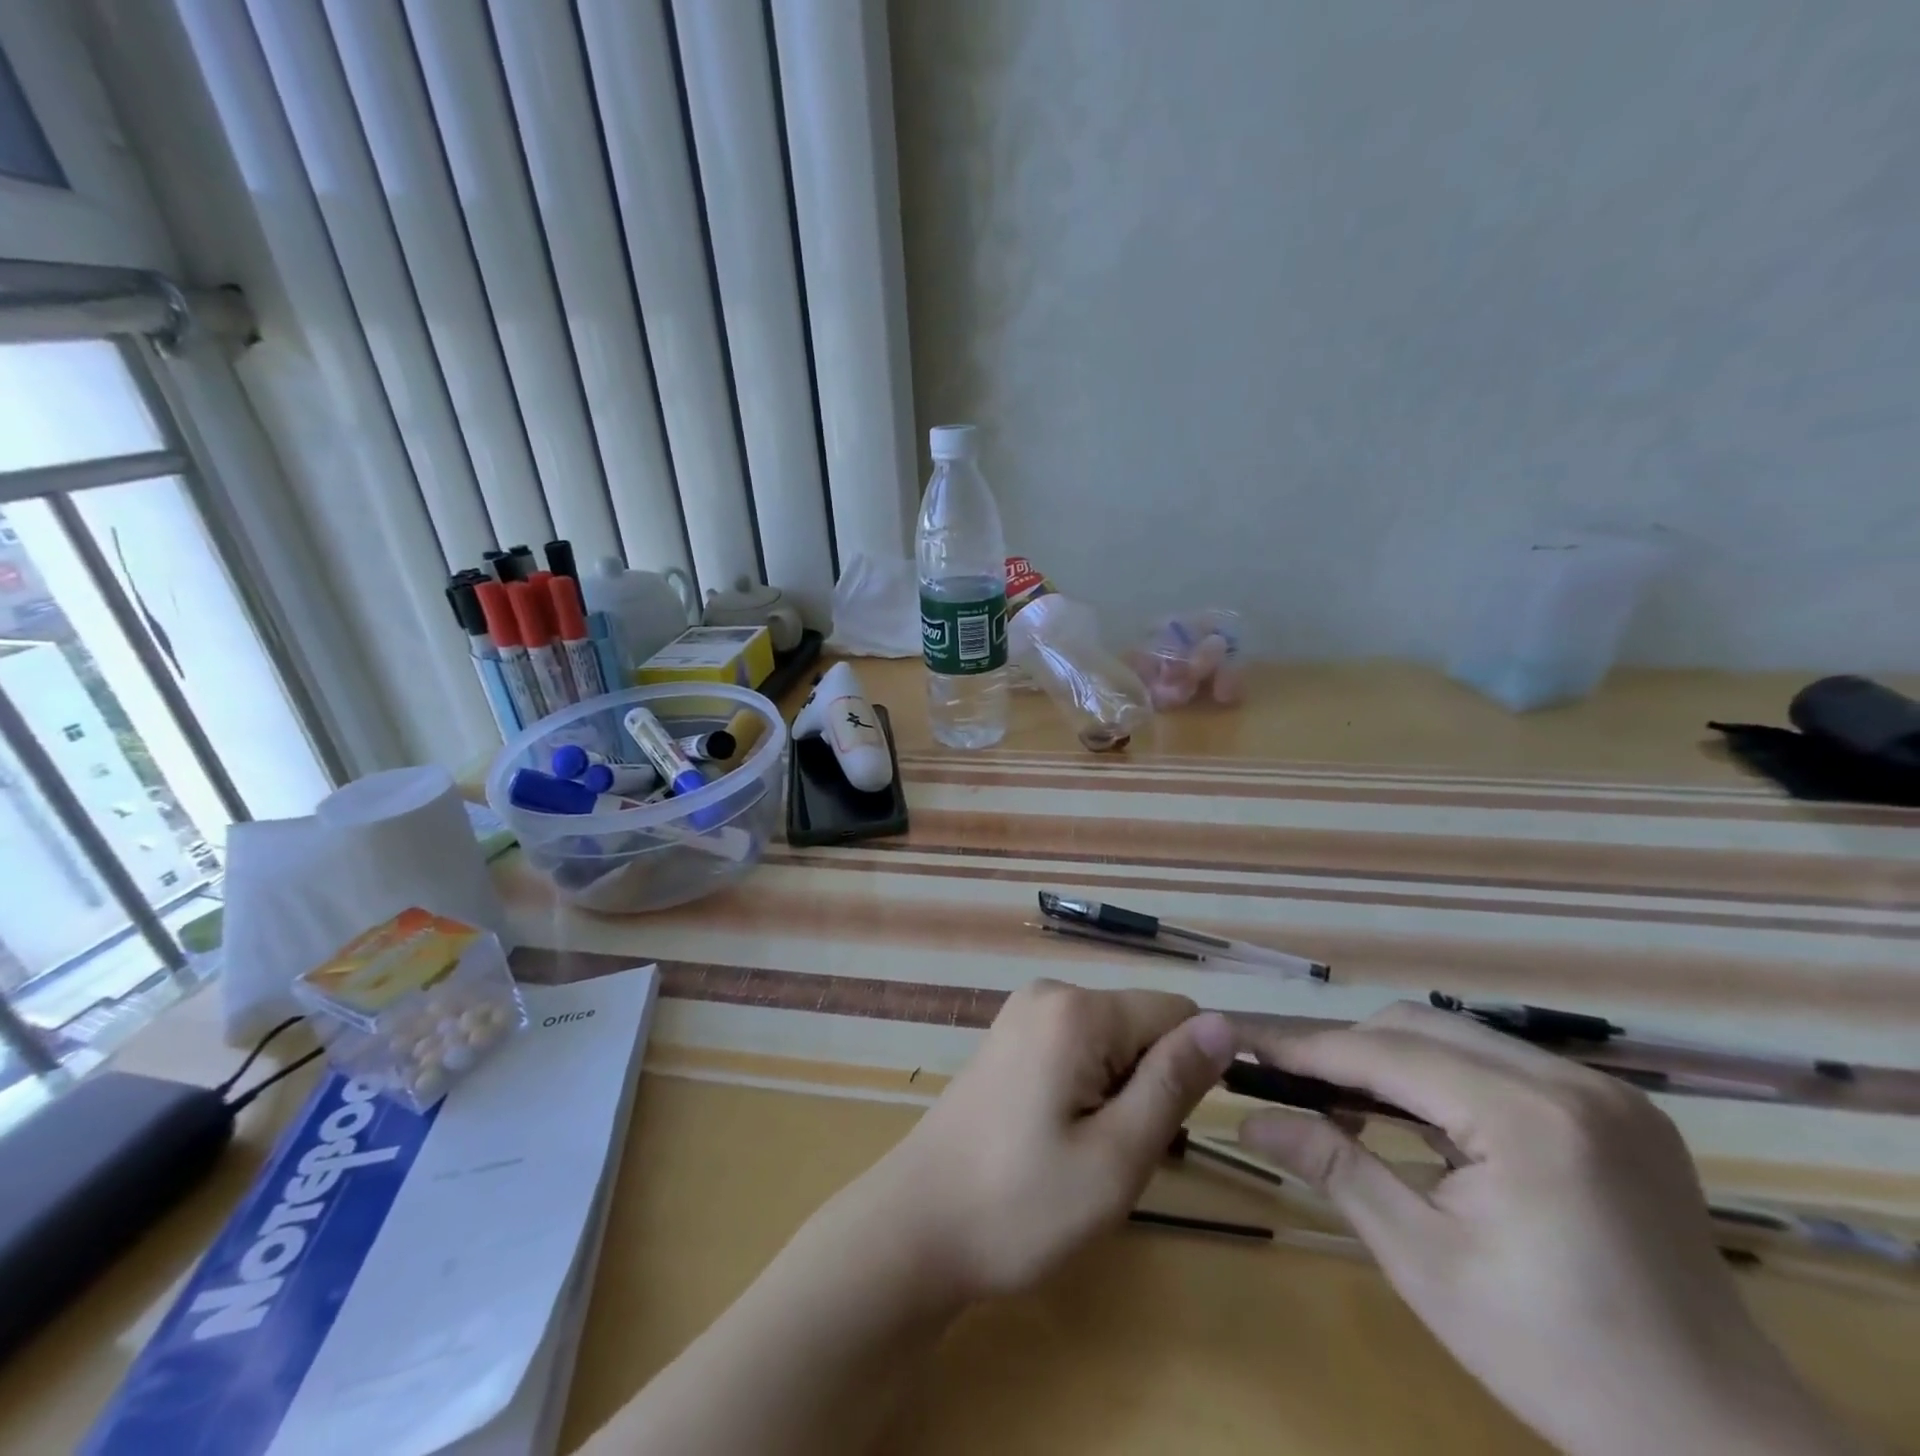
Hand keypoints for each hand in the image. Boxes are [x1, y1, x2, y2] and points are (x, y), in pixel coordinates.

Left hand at [860, 979, 1236, 1302]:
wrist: (917, 1227)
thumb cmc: (1021, 1204)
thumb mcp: (1116, 1156)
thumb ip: (1173, 1083)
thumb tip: (1227, 1025)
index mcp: (1077, 1009)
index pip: (1177, 1013)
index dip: (1188, 1072)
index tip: (1162, 1133)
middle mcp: (1050, 992)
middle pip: (1141, 1026)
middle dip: (1148, 1087)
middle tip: (1113, 1155)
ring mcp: (1023, 1013)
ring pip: (1112, 1042)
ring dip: (1119, 1095)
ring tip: (1082, 1153)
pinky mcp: (1009, 1038)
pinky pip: (1077, 1049)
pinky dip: (1086, 1091)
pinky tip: (1057, 1139)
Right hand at [1238, 1002, 1859, 1455]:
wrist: (1724, 1447)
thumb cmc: (1557, 1359)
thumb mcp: (1426, 1263)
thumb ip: (1335, 1169)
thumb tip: (1248, 1118)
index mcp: (1526, 1120)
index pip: (1381, 1053)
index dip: (1301, 1045)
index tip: (1238, 1036)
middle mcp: (1570, 1083)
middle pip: (1417, 1028)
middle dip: (1343, 1049)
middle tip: (1286, 1082)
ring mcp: (1605, 1091)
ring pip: (1457, 1036)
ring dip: (1390, 1059)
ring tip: (1343, 1103)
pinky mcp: (1620, 1109)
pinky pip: (1502, 1062)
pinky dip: (1443, 1076)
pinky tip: (1421, 1119)